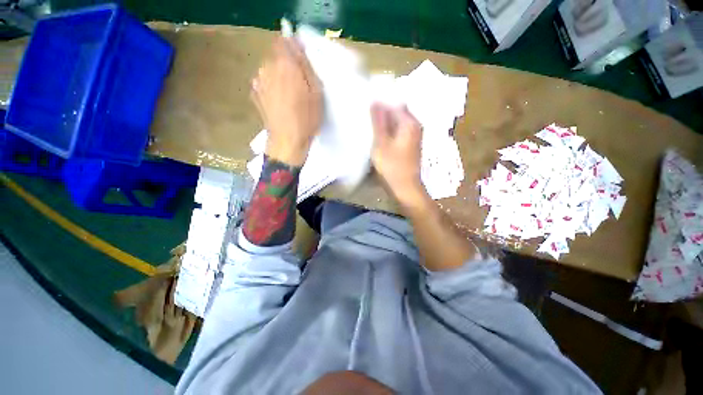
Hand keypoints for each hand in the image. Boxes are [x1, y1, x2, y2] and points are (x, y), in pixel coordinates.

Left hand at [252, 37, 322, 166]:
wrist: (287, 141)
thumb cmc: (306, 119)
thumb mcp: (316, 92)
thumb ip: (306, 66)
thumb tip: (297, 46)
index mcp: (285, 65)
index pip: (284, 41)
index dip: (293, 48)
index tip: (302, 62)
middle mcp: (268, 68)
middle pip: (276, 55)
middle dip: (287, 65)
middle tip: (300, 84)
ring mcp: (259, 81)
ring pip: (270, 69)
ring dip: (279, 76)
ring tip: (290, 96)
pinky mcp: (255, 94)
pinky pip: (265, 82)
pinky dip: (272, 87)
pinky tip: (280, 102)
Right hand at [370, 103, 427, 208]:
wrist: (404, 187)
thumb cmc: (392, 166)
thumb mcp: (381, 143)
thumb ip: (378, 122)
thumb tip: (375, 101)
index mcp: (410, 122)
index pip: (395, 103)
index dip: (381, 103)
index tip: (367, 105)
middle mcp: (415, 126)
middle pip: (397, 113)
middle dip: (383, 113)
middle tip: (367, 116)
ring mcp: (414, 136)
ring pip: (397, 123)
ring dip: (385, 123)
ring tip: (371, 126)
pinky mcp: (410, 145)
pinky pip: (398, 132)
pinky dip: (389, 132)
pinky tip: (380, 137)